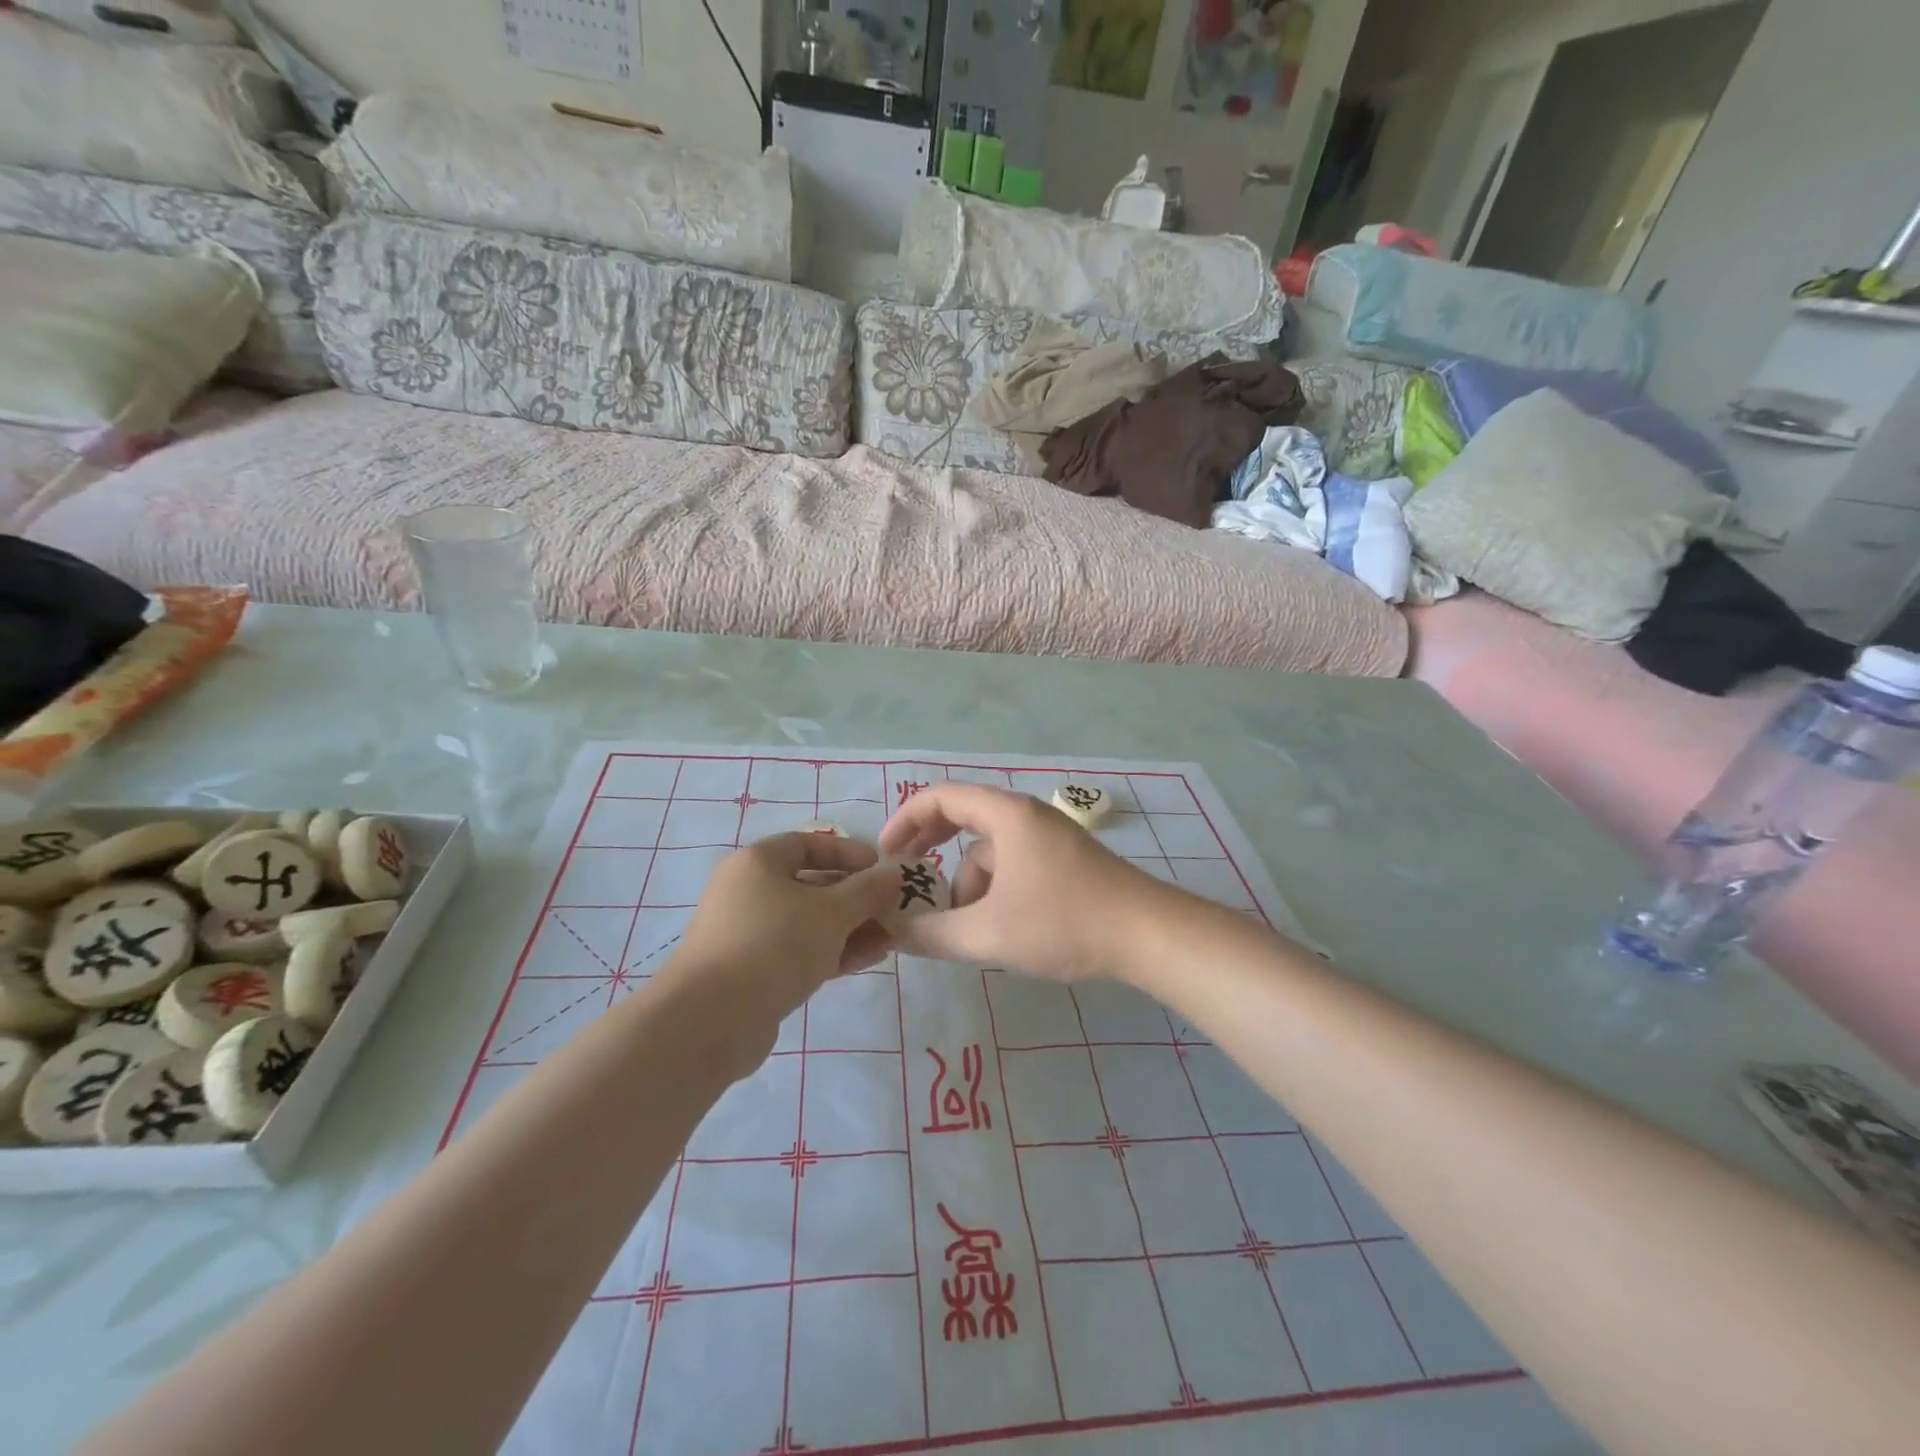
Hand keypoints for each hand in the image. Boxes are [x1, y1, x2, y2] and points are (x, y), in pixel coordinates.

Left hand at [656, 833, 899, 1060]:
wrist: (710, 1020)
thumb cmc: (774, 945)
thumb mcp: (832, 912)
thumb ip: (867, 890)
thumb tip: (893, 873)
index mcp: (758, 863)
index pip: (808, 843)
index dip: (848, 853)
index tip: (881, 869)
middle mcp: (748, 891)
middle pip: (811, 884)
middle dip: (856, 897)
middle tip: (892, 909)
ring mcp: (748, 934)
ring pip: (808, 922)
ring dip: (849, 928)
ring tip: (890, 940)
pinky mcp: (752, 971)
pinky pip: (798, 951)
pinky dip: (831, 952)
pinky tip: (867, 960)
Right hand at [878, 784, 1172, 980]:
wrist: (1148, 936)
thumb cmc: (1064, 922)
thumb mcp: (989, 934)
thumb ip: (933, 935)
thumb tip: (890, 934)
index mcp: (1006, 815)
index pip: (941, 797)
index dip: (905, 820)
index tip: (884, 855)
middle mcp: (1026, 817)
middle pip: (964, 819)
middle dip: (931, 850)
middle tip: (905, 879)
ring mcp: (1050, 839)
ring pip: (990, 852)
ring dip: (968, 885)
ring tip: (967, 931)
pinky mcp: (1065, 863)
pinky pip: (1014, 866)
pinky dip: (995, 891)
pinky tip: (1000, 930)